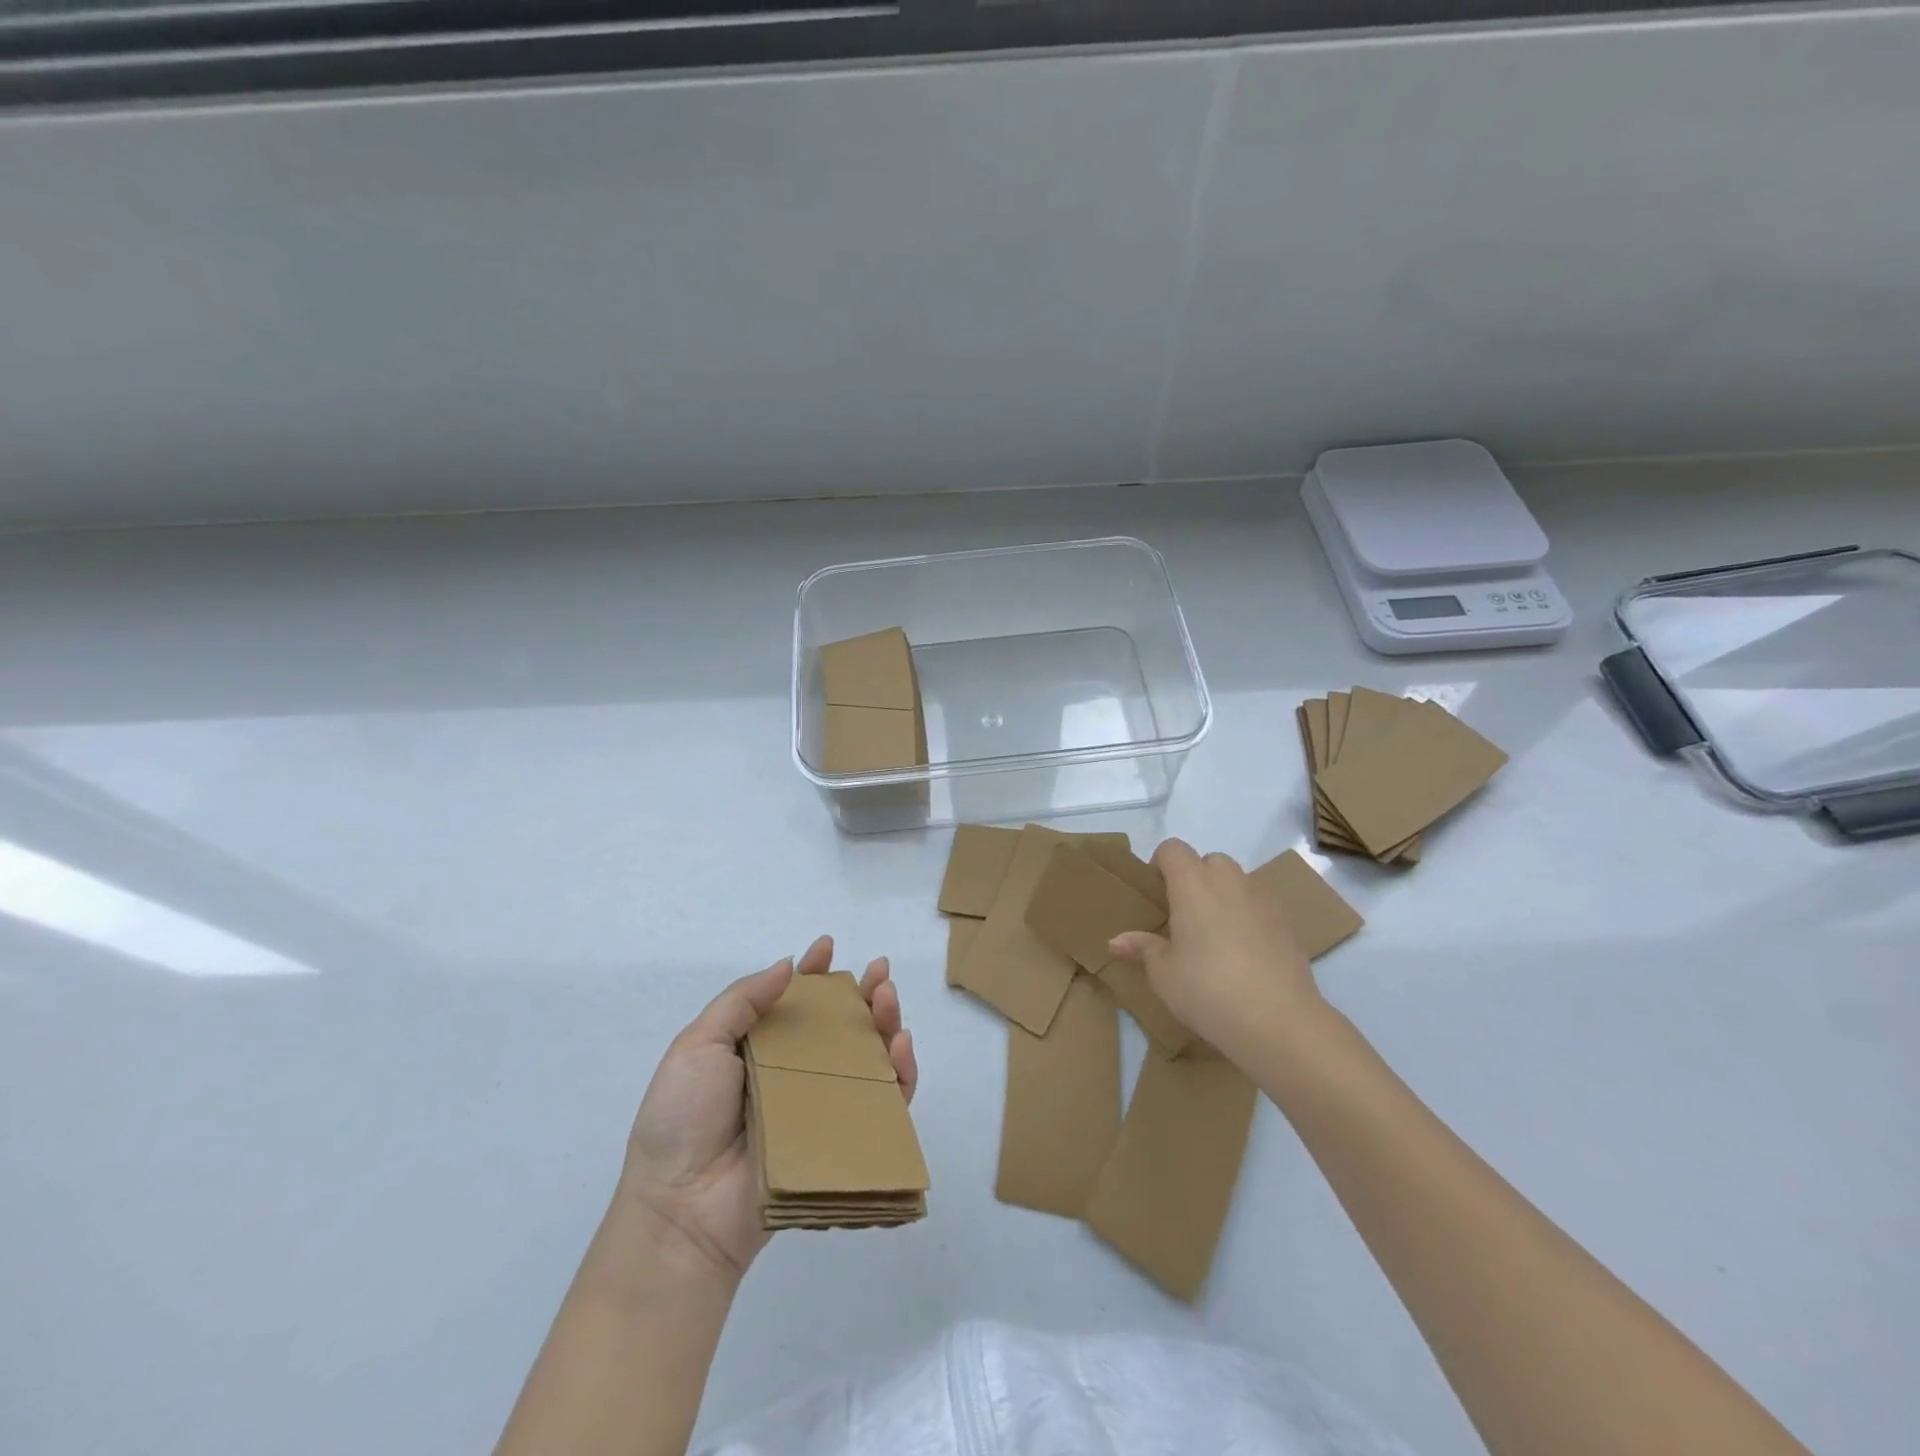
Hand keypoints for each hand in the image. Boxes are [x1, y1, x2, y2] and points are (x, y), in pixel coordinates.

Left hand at [617, 934, 916, 1280]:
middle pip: (840, 1027)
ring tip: (887, 998)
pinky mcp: (843, 1142)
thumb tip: (788, 964)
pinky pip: (883, 1105)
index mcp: (759, 1050)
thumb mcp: (697, 1046)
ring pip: (868, 1059)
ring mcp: (821, 1109)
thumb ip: (741, 1001)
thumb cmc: (682, 1119)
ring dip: (885, 1023)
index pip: (795, 1003)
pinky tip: (899, 1046)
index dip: (814, 973)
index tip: (827, 946)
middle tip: (878, 972)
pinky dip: (900, 1075)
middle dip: (863, 993)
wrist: (682, 1209)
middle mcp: (794, 1075)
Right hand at [1108, 839, 1323, 1063]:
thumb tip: (1116, 941)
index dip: (1161, 865)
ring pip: (1238, 882)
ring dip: (1224, 897)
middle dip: (1196, 879)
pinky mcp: (1288, 924)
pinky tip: (1245, 955)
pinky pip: (1260, 907)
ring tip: (1215, 937)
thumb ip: (1143, 948)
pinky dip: (1249, 918)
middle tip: (1185, 916)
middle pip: (1209, 861)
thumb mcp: (1163, 974)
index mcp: (1193, 884)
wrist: (1278, 1021)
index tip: (1157, 896)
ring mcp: (1263, 900)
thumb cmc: (1207, 989)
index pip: (1173, 849)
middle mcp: (1229, 882)